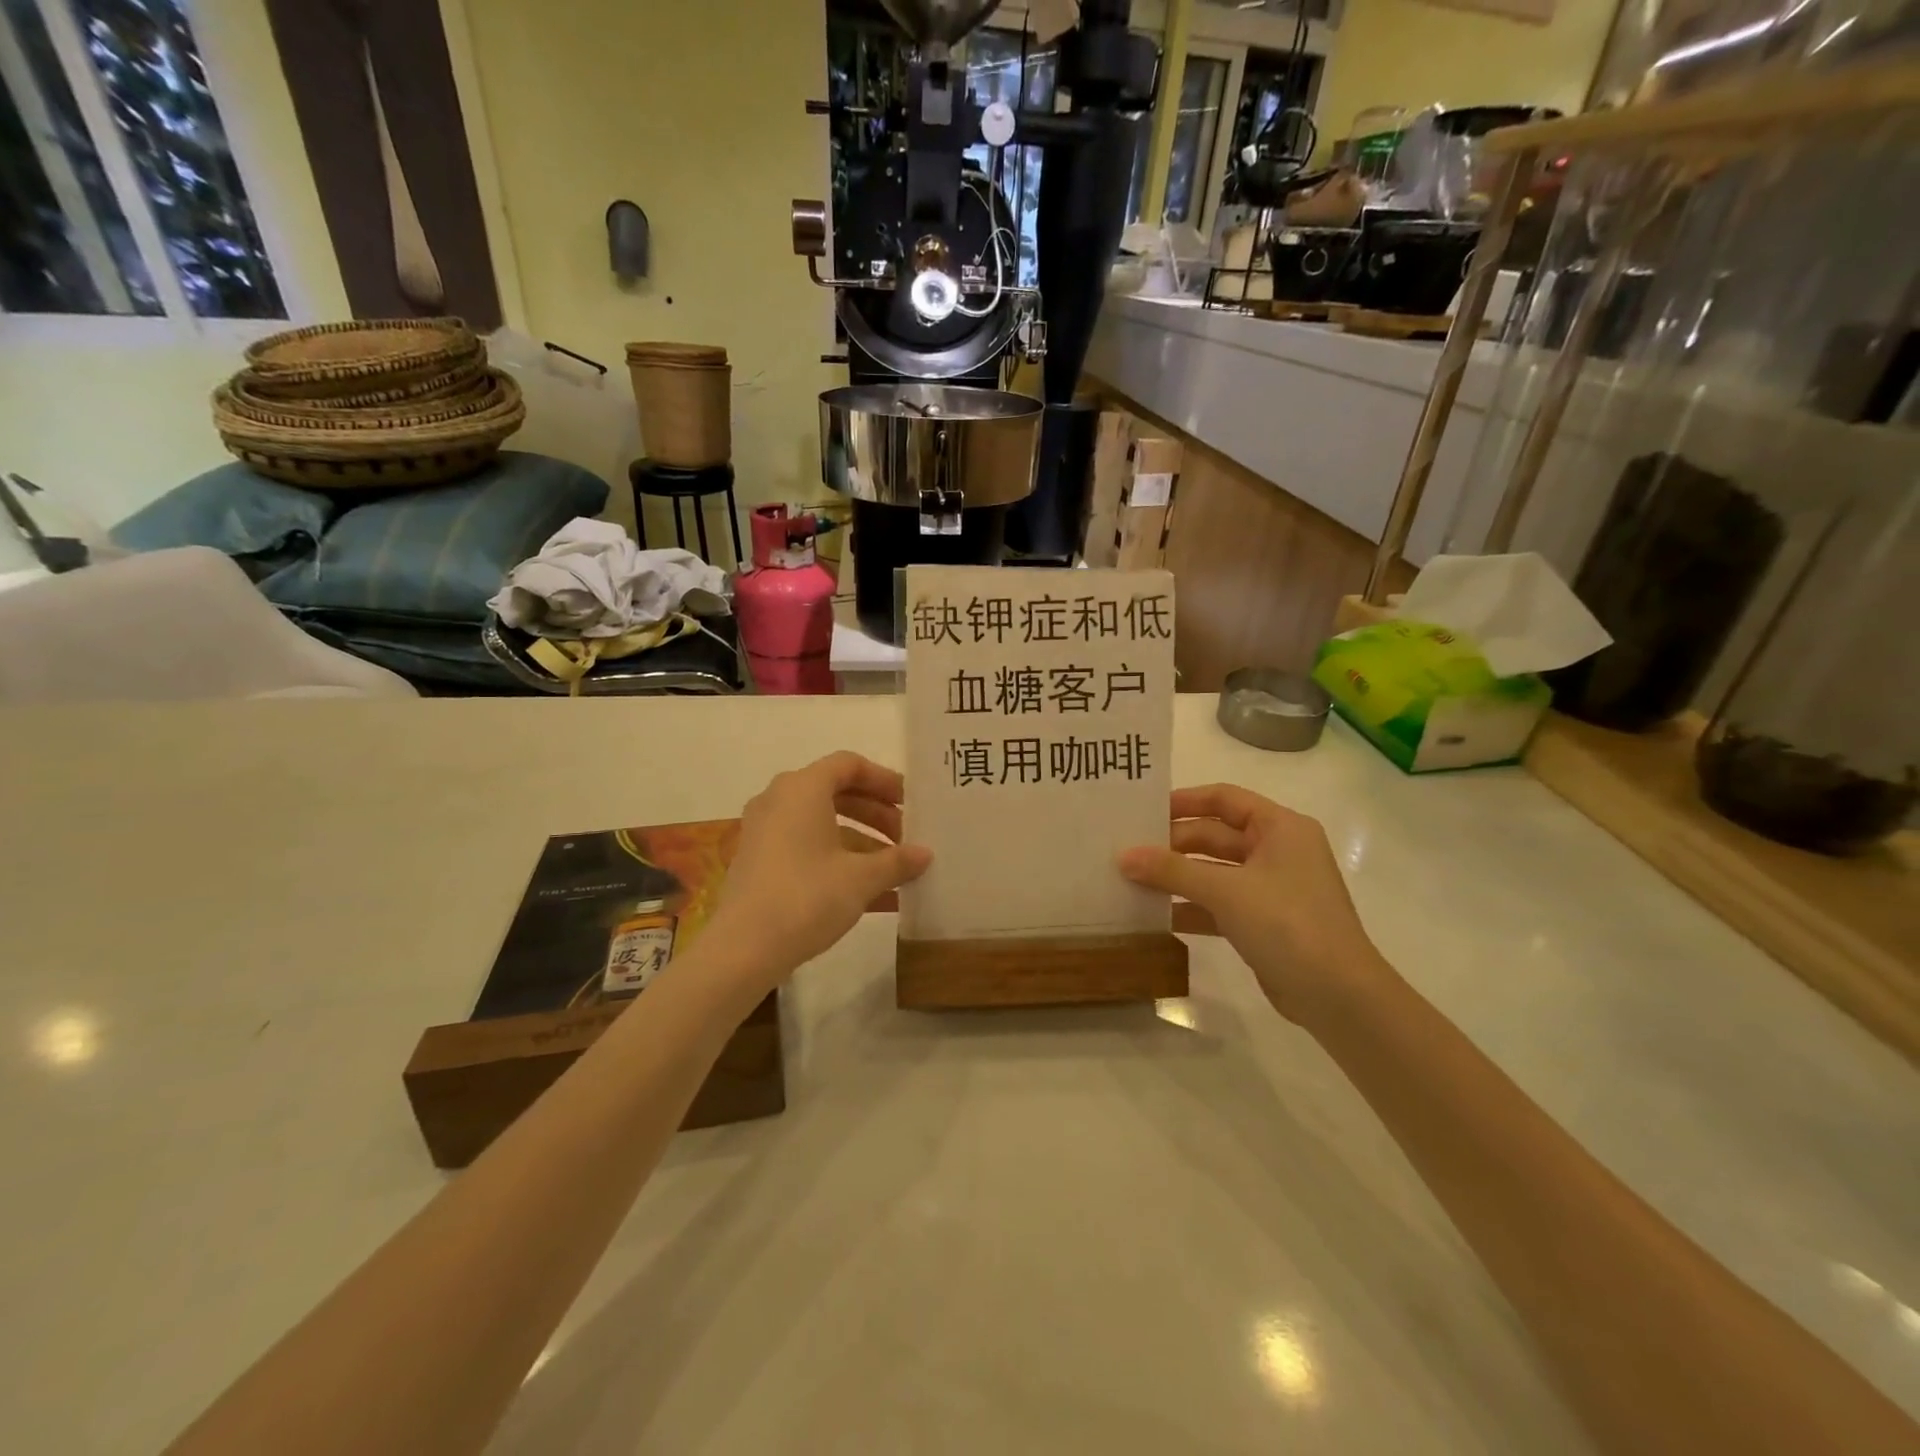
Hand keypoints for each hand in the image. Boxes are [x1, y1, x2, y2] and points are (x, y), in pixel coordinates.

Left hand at [706, 752, 931, 989]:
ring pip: (822, 824)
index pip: (849, 765)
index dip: (883, 780)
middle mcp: (779, 801)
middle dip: (876, 814)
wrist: (743, 949)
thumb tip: (925, 854)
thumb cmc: (807, 897)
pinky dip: (838, 862)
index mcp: (802, 789)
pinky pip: (806, 849)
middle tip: (906, 838)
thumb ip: (897, 861)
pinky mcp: (759, 863)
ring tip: (895, 871)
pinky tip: (874, 897)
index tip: (909, 804)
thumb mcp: (861, 878)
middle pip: (836, 793)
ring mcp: (765, 833)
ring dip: (861, 843)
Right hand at [1119, 784, 1388, 1024]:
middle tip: (1128, 852)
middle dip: (1173, 845)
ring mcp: (1271, 888)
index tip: (1144, 811)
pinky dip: (1191, 907)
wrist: (1338, 996)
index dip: (1184, 801)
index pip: (1224, 799)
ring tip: (1132, 881)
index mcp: (1280, 828)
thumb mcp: (1225, 890)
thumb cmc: (1287, 923)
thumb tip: (1123, 856)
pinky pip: (1219, 904)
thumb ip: (1172, 870)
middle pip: (1215, 836)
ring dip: (1177, 877)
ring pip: (1214, 872)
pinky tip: (1156, 916)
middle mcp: (1277, 851)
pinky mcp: (1264, 922)